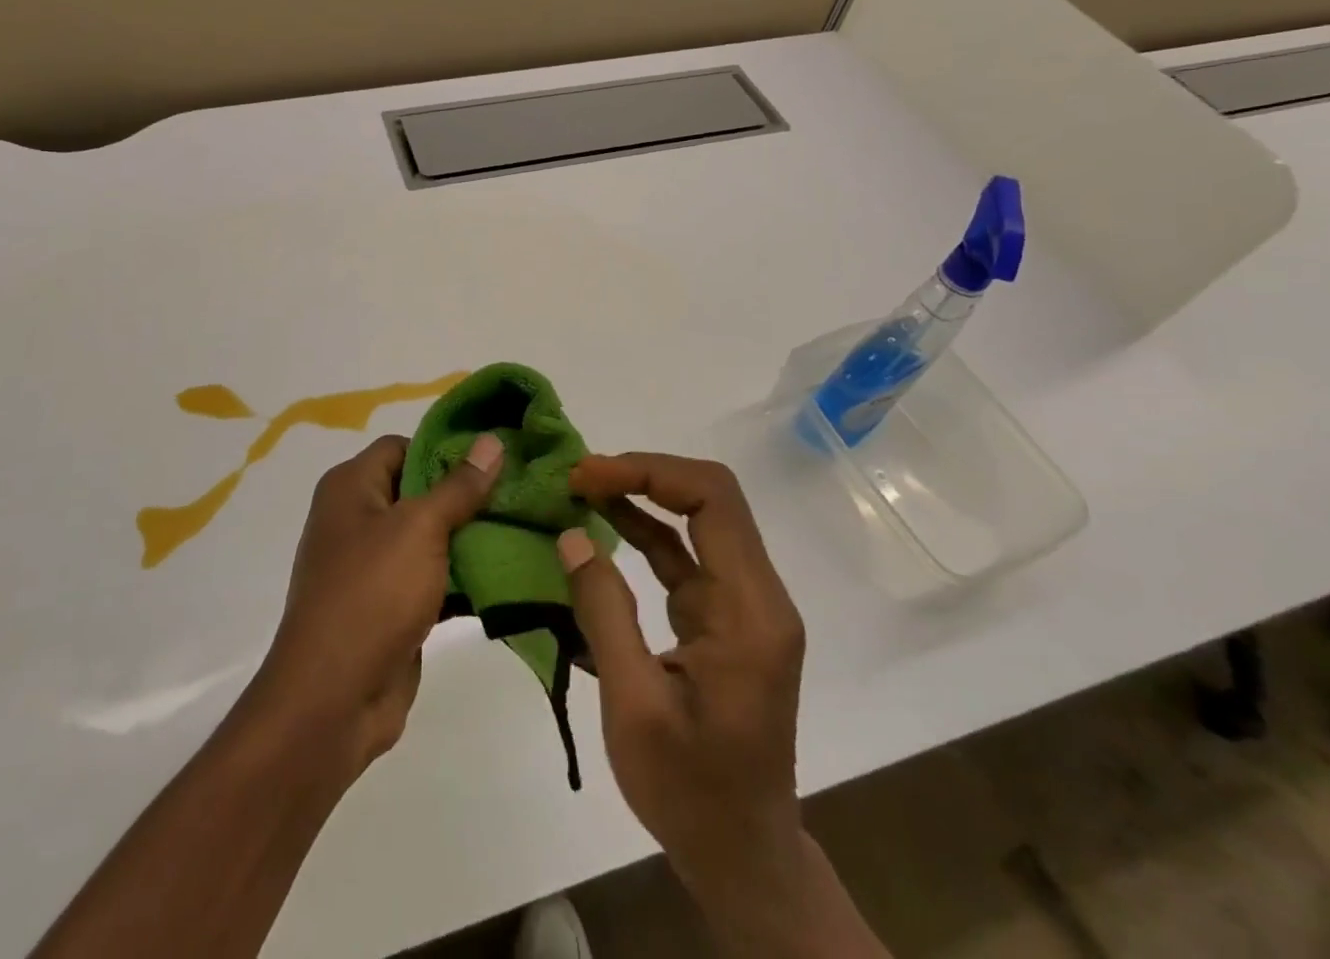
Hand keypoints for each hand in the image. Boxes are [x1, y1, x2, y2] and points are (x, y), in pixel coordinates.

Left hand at [252, 431, 502, 773]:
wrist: (334, 698)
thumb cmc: (373, 593)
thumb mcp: (420, 528)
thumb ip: (458, 485)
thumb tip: (490, 440)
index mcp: (351, 486)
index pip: (403, 446)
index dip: (445, 449)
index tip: (494, 458)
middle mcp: (356, 517)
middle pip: (418, 490)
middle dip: (465, 494)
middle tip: (517, 493)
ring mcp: (370, 564)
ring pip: (428, 536)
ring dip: (468, 536)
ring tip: (521, 528)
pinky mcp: (388, 604)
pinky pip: (429, 576)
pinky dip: (459, 575)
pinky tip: (504, 573)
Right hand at [559, 453, 810, 936]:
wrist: (742, 857)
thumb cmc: (691, 790)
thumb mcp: (634, 706)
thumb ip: (604, 613)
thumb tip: (572, 535)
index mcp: (750, 610)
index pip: (713, 500)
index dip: (649, 472)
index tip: (588, 477)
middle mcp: (756, 595)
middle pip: (709, 499)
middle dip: (642, 475)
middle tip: (578, 478)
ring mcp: (741, 605)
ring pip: (696, 520)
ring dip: (640, 497)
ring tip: (580, 489)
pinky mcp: (722, 618)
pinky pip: (684, 556)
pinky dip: (643, 533)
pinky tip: (602, 525)